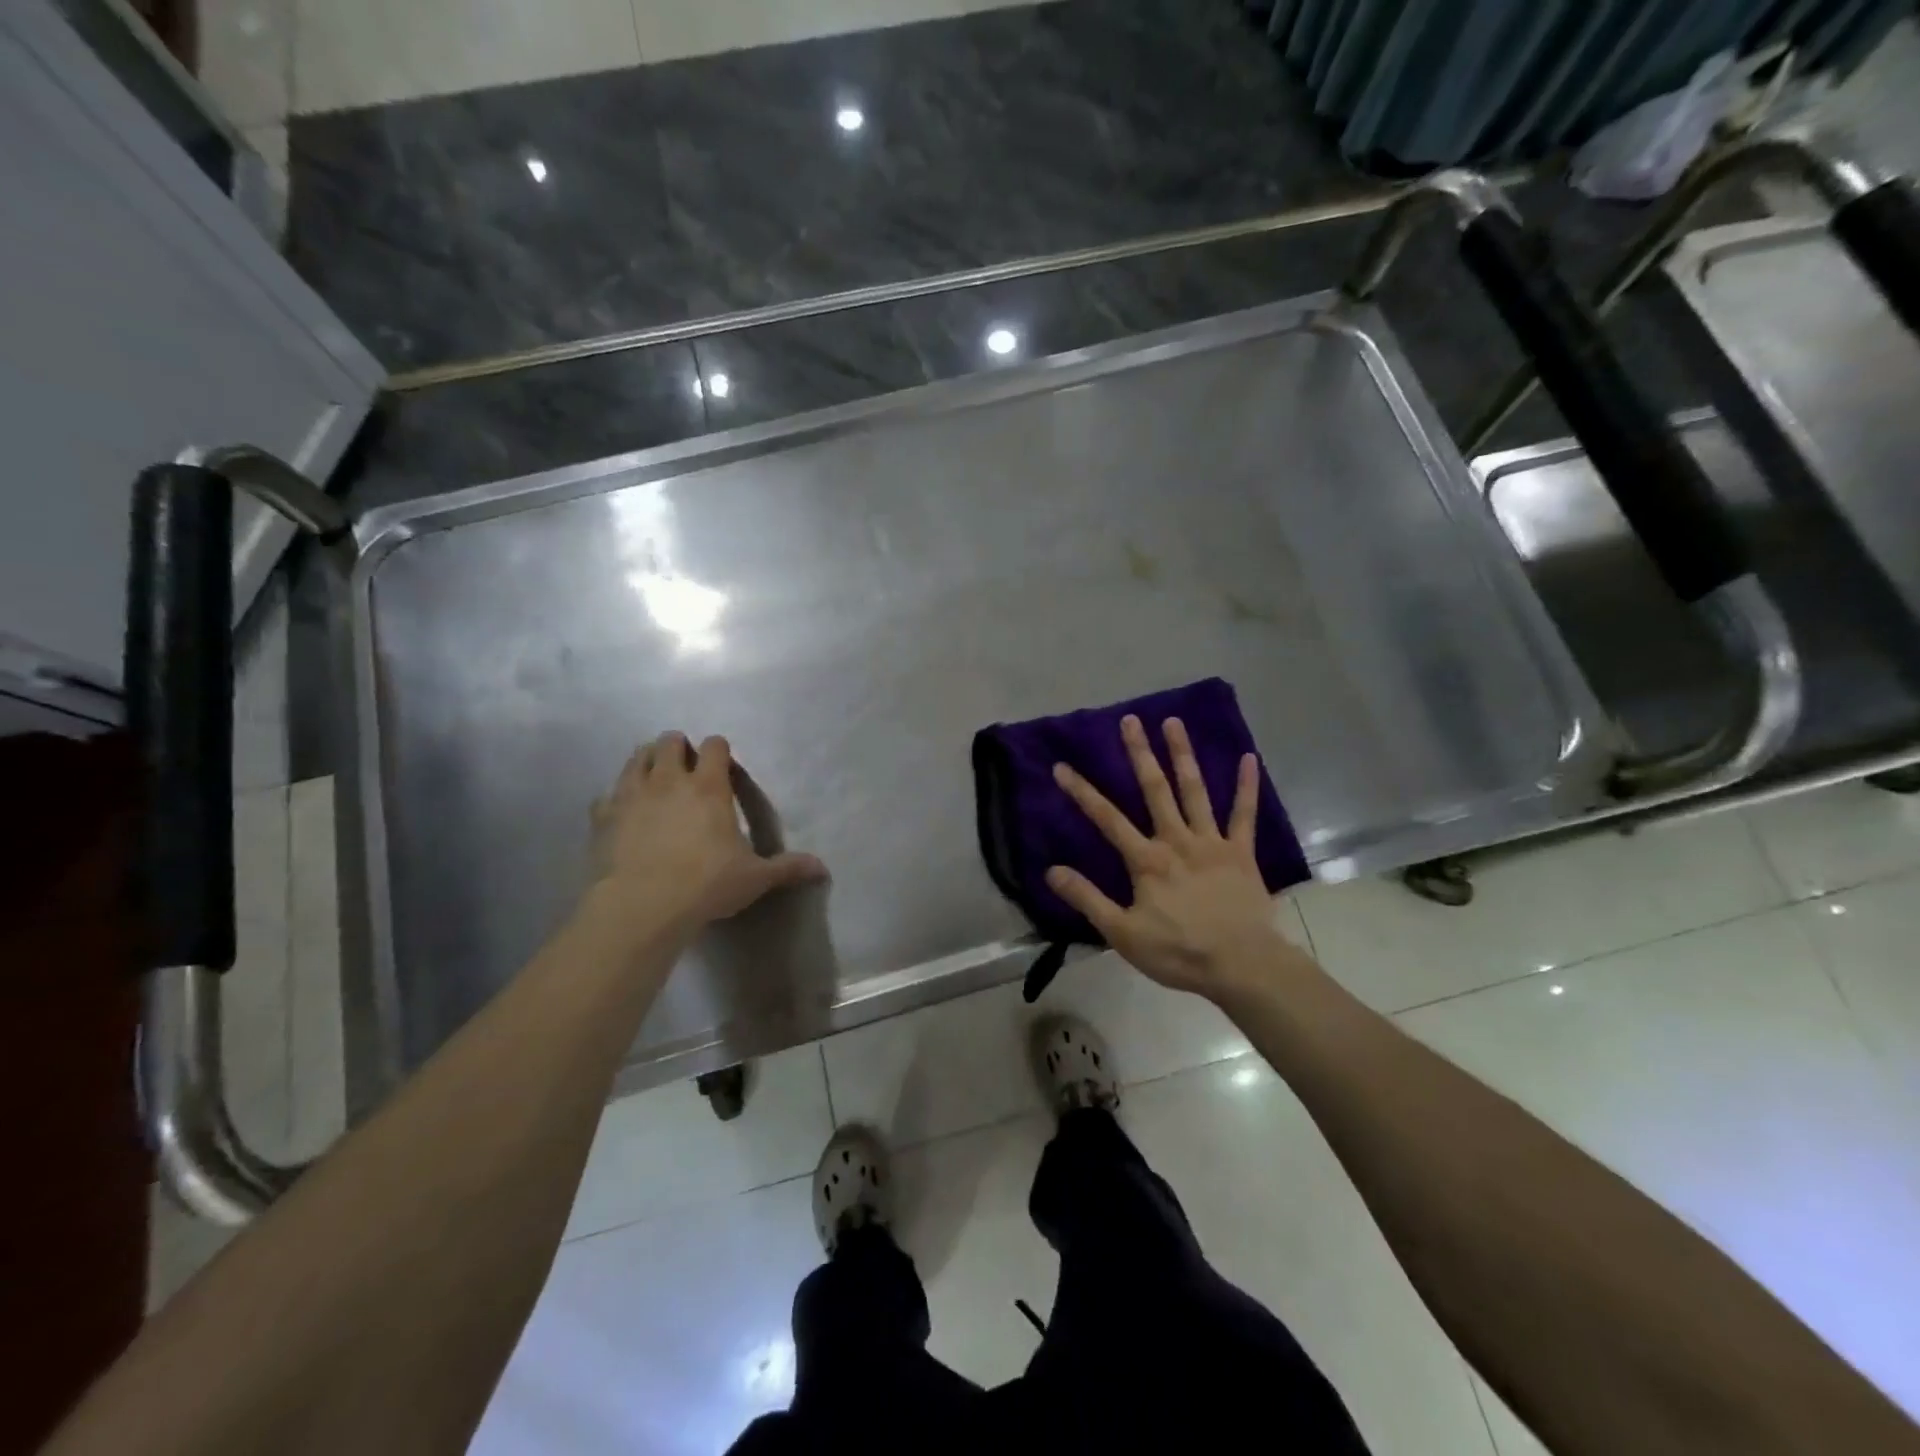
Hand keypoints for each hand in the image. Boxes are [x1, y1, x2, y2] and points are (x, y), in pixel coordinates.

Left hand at [587, 732, 826, 939]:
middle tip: (685, 768)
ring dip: (646, 761)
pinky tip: (624, 813)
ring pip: (636, 758)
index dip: (719, 749)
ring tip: (654, 778)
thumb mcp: (754, 878)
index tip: (722, 765)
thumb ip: (787, 868)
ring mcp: (631, 794)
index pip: (714, 746)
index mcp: (708, 787)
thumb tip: (822, 869)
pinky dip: (617, 798)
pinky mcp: (602, 816)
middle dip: (678, 747)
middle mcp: (668, 780)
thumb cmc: (705, 885)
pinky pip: (607, 794)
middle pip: (669, 742)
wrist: (641, 906)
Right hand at [1048, 715, 1287, 999]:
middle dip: (1139, 753)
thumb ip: (1087, 899)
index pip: (1107, 819)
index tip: (1061, 766)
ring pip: (1195, 791)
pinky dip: (1246, 787)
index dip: (1082, 792)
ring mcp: (1212, 843)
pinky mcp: (1241, 852)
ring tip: (1174, 722)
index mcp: (1147, 860)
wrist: (1242, 966)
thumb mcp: (1122, 933)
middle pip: (1155, 790)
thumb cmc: (1179, 952)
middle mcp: (1177, 840)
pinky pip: (1244, 815)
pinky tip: (1249, 758)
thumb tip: (1051, 871)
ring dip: (1183, 755)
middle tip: (1130, 720)